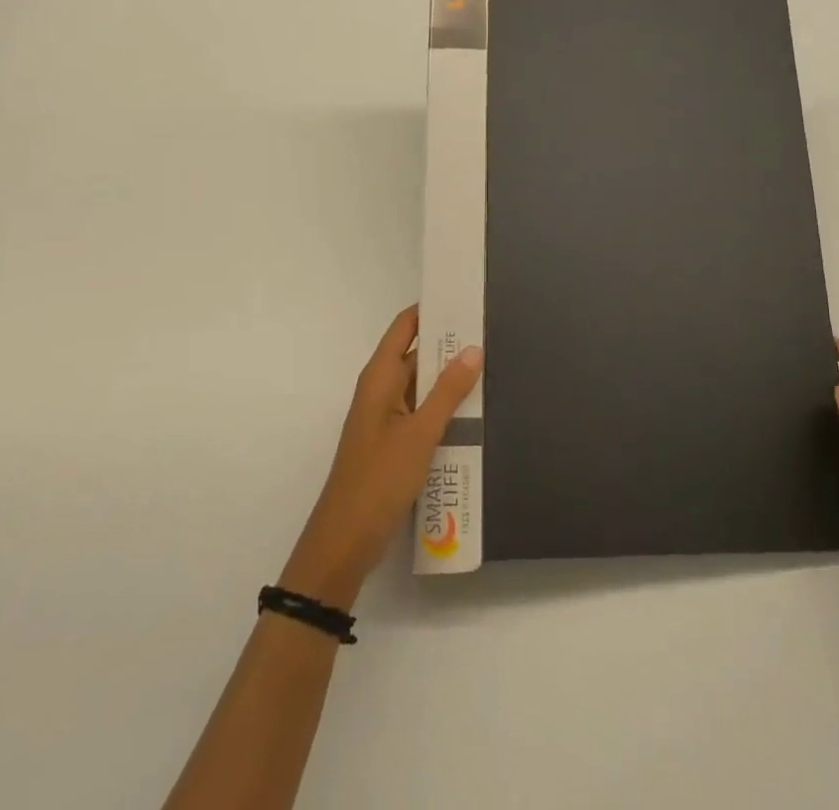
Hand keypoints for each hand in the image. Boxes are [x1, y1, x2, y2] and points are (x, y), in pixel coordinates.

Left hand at [280, 306, 482, 611]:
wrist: (346, 541)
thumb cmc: (379, 479)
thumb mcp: (419, 434)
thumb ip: (447, 391)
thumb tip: (473, 348)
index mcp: (379, 377)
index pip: (406, 326)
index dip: (431, 308)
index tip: (464, 297)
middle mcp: (382, 390)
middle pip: (417, 354)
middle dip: (449, 344)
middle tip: (491, 331)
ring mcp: (388, 418)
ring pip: (423, 386)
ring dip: (450, 379)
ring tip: (492, 366)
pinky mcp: (395, 443)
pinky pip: (423, 413)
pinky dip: (445, 408)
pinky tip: (476, 413)